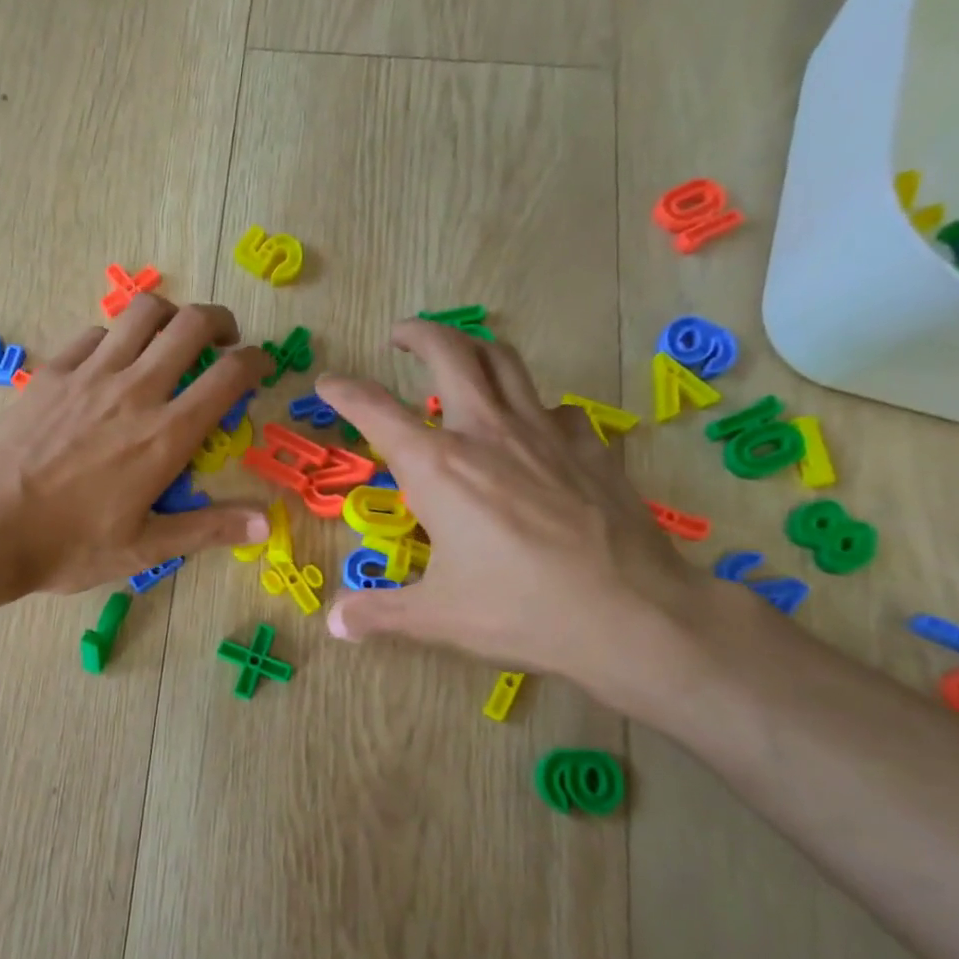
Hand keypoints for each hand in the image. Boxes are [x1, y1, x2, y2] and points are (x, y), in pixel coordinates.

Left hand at [0, 295, 269, 595]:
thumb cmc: (70, 545)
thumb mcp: (146, 547)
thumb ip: (208, 528)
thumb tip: (266, 521)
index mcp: (165, 435)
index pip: (228, 376)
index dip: (256, 361)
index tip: (263, 366)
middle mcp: (134, 391)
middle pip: (190, 324)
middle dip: (220, 321)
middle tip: (224, 342)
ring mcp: (89, 375)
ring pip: (143, 314)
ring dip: (170, 315)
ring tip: (173, 337)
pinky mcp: (52, 372)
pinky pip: (95, 334)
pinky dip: (118, 337)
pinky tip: (114, 360)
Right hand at [313, 321, 707, 695]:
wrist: (631, 612)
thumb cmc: (520, 611)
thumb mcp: (437, 616)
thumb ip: (379, 613)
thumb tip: (334, 624)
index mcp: (438, 467)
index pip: (376, 411)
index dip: (345, 391)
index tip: (327, 382)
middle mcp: (486, 433)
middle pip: (450, 353)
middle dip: (419, 334)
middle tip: (401, 334)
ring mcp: (543, 433)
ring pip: (505, 362)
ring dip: (474, 349)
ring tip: (461, 357)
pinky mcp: (589, 446)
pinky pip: (554, 410)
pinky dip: (533, 410)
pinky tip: (532, 433)